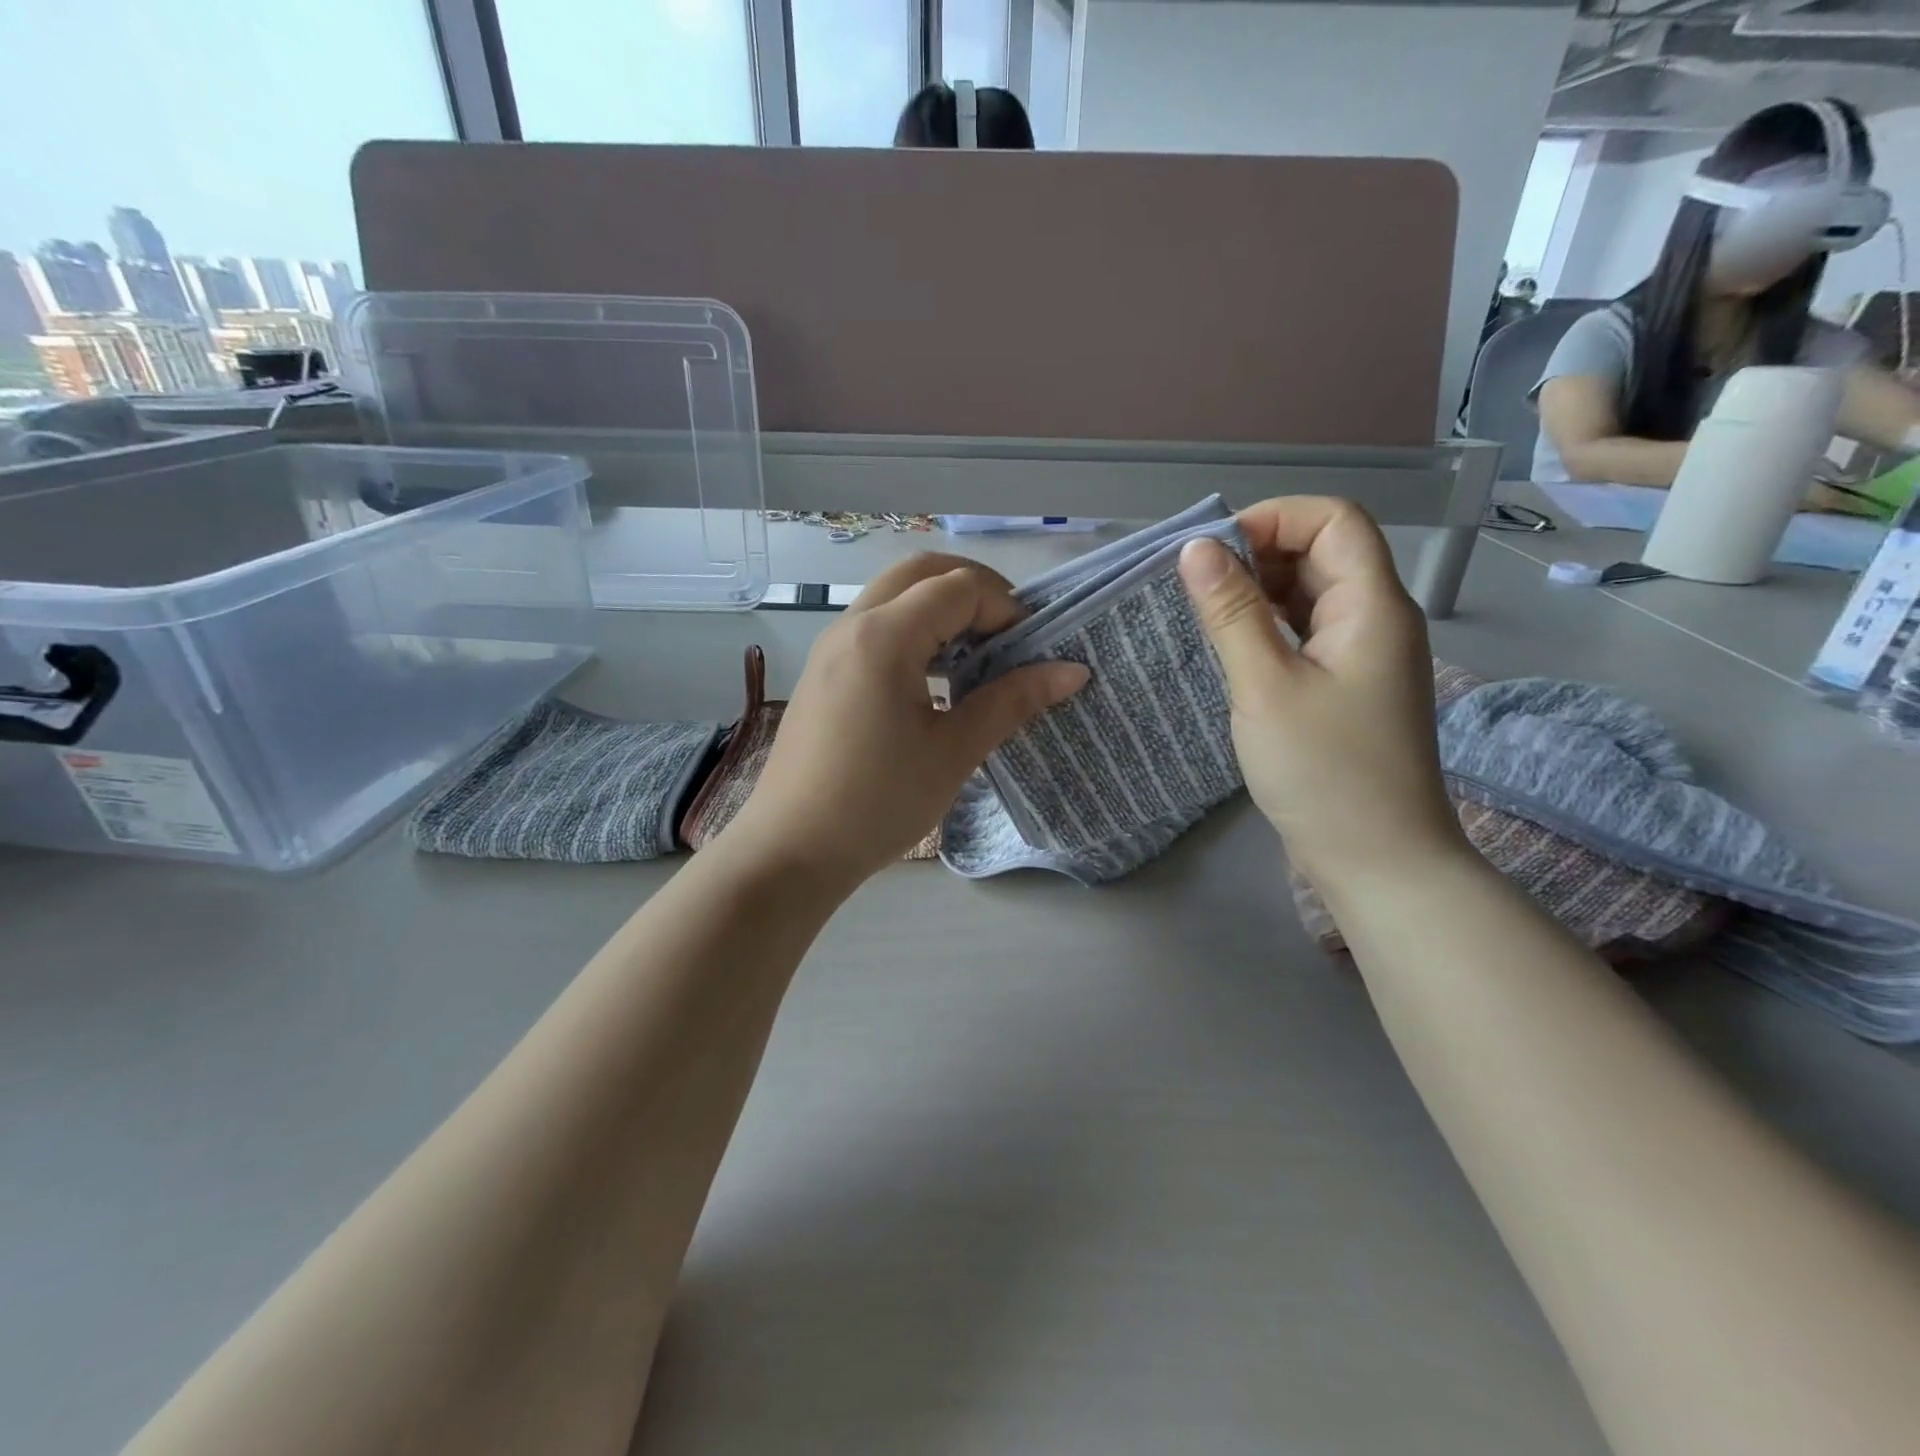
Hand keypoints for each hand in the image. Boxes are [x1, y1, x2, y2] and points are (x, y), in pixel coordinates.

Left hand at [726, 554, 1087, 887]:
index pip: (959, 587)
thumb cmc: (878, 803)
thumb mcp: (954, 752)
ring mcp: (831, 646)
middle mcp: (852, 625)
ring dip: (941, 609)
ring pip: (894, 596)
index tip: (1031, 653)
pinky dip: (913, 632)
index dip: (1006, 609)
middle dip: (974, 591)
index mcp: (884, 636)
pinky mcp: (823, 672)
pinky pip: (875, 627)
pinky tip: (934, 681)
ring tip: (975, 657)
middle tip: (1007, 636)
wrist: (791, 851)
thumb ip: (1012, 701)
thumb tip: (1073, 671)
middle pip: (922, 572)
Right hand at [1177, 498, 1463, 885]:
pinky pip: (1307, 634)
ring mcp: (1365, 655)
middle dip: (1258, 555)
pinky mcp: (1348, 686)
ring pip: (1311, 595)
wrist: (1377, 860)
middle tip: (1197, 588)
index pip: (1333, 520)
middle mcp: (1377, 619)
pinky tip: (1233, 649)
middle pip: (1323, 552)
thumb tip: (1195, 549)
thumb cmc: (1323, 772)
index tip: (1212, 553)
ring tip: (1206, 617)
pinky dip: (1268, 628)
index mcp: (1372, 606)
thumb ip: (1231, 612)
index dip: (1272, 519)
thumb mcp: (1265, 686)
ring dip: (1259, 593)